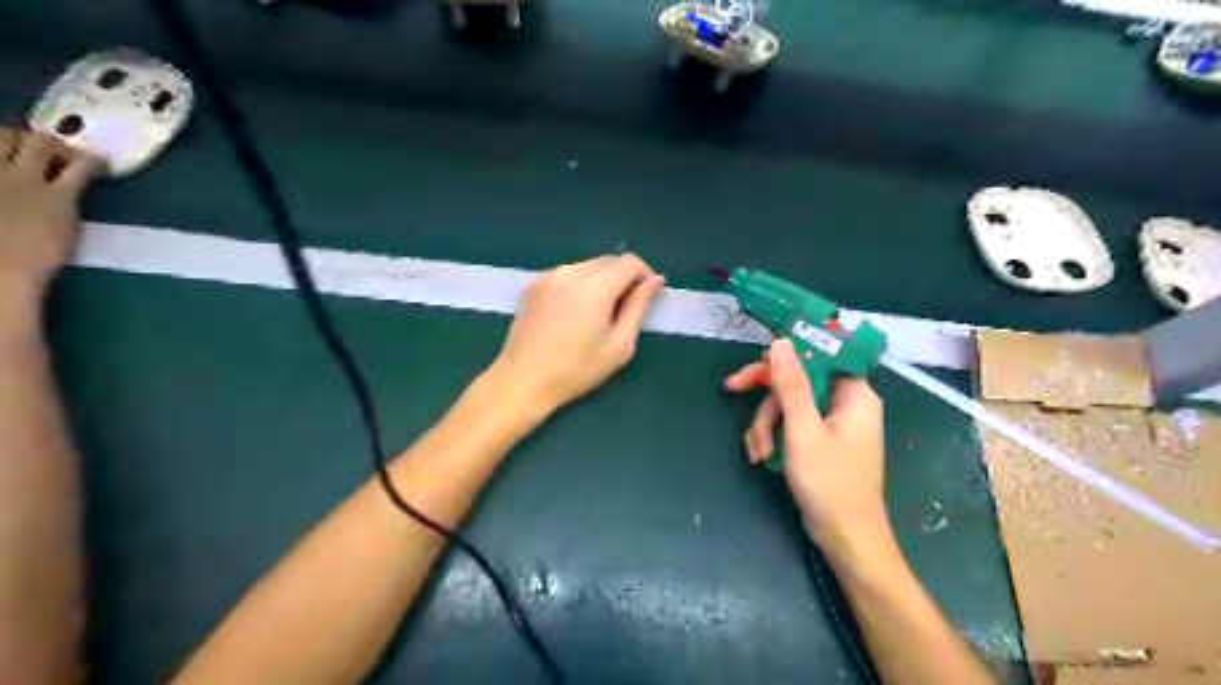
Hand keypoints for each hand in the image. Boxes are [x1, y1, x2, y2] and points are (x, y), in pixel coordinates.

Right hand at [0, 129, 98, 291]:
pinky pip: (80, 167)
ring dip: (59, 147)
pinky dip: (92, 162)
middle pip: (5, 135)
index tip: (11, 154)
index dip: (2, 148)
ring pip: (41, 142)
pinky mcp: (58, 195)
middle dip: (26, 140)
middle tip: (46, 154)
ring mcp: (21, 178)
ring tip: (73, 159)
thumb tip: (9, 195)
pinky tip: (101, 164)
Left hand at [487, 253, 664, 415]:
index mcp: (594, 287)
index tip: (647, 298)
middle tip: (625, 310)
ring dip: (602, 280)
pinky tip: (575, 312)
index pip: (629, 262)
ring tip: (600, 313)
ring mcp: (549, 276)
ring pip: (588, 265)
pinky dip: (581, 284)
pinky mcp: (534, 284)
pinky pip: (568, 274)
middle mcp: (571, 272)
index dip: (645, 275)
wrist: (523, 381)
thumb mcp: (619, 345)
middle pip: (609, 260)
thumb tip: (656, 281)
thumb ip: (639, 307)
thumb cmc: (576, 370)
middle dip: (624, 278)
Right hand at [723, 337, 889, 551]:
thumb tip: (781, 342)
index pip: (816, 356)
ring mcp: (834, 425)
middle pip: (797, 381)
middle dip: (767, 400)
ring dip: (766, 425)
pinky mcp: (822, 443)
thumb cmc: (830, 484)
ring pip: (789, 406)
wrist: (846, 540)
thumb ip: (791, 384)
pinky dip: (773, 438)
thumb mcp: (803, 429)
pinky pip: (791, 426)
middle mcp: (846, 403)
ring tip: (757, 452)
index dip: (783, 357)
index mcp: (855, 393)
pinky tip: (761, 458)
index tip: (753, 365)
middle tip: (733, 392)